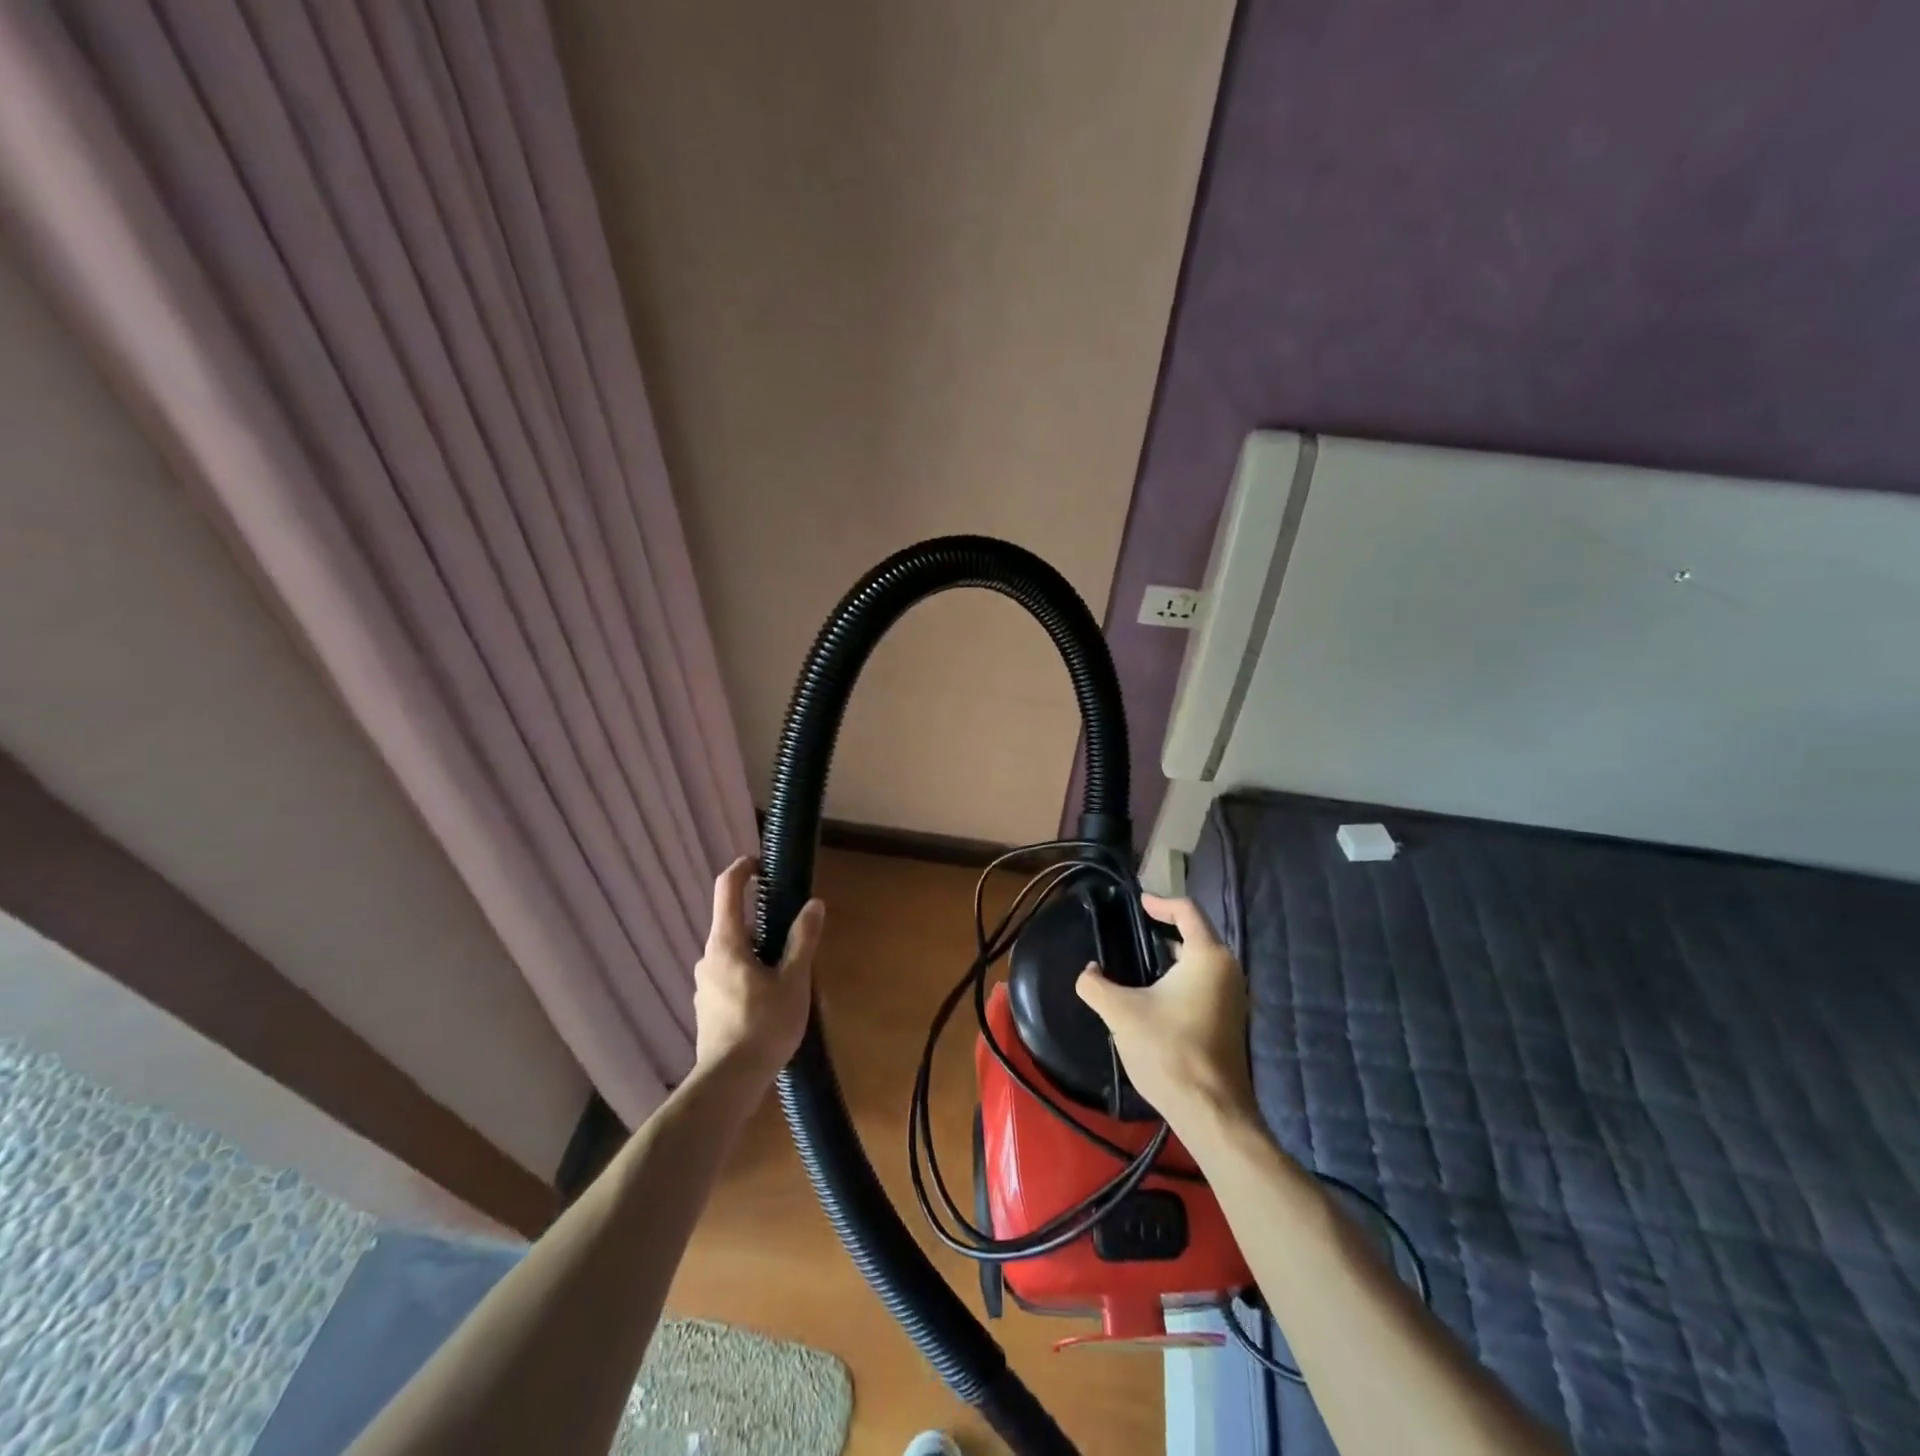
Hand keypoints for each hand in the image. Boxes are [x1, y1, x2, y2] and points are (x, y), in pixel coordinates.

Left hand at [693, 856, 823, 1086]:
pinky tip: (773, 1001)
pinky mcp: (708, 1007)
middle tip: (797, 936)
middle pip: (735, 924)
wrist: (728, 1083)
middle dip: (765, 923)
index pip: (726, 889)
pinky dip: (752, 975)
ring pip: (735, 954)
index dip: (743, 868)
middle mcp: (708, 957)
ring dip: (761, 953)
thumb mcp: (793, 980)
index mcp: (726, 943)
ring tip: (791, 975)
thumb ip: (803, 939)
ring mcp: (704, 984)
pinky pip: (731, 977)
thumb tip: (813, 905)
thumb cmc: (763, 1026)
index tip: (762, 862)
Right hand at [1075, 894, 1258, 1130]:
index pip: (1187, 910)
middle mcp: (1228, 971)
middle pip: (1196, 935)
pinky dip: (1182, 980)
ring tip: (1139, 964)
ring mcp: (1235, 998)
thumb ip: (1095, 985)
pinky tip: (1156, 997)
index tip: (1138, 903)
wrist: (1211, 1113)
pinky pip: (1206, 985)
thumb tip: (1088, 972)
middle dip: (1165, 931)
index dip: (1160, 902)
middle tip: (1133, 932)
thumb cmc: (1168, 1050)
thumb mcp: (1120, 1013)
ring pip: (1201, 963)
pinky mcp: (1232, 1023)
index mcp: (1207, 957)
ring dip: (1173, 958)